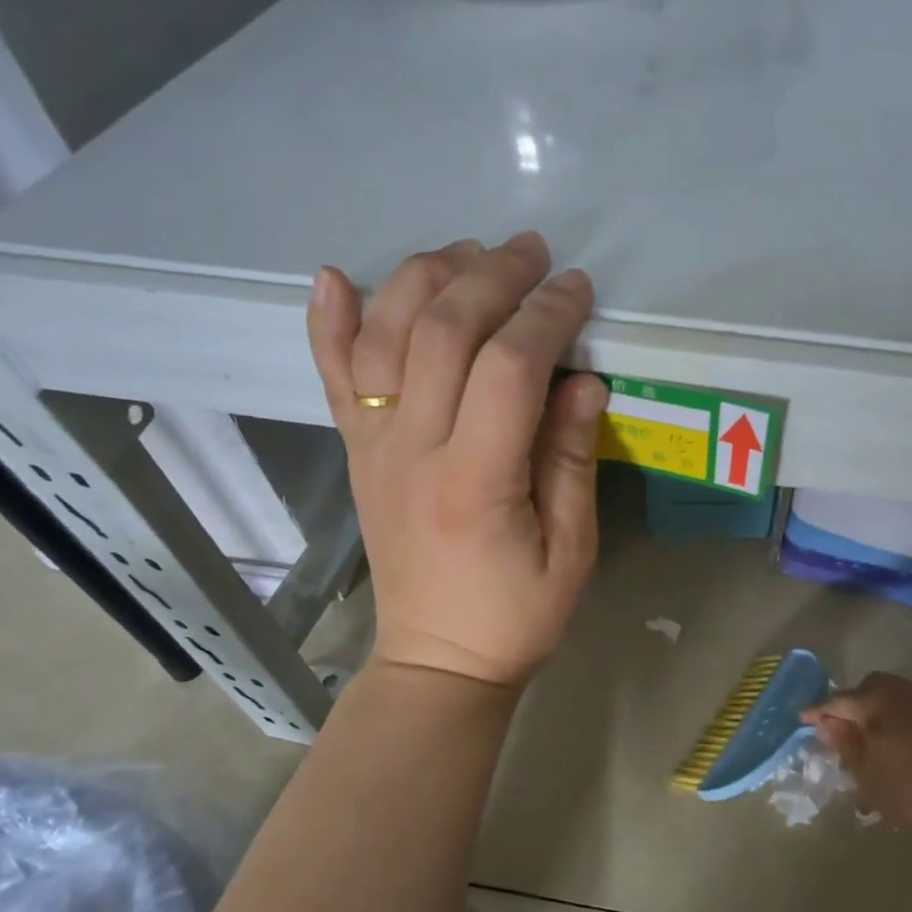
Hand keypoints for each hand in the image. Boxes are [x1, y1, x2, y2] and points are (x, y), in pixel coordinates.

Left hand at [307, 233, 607, 688]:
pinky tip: (333, 275)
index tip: (578, 288)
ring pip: (383, 336)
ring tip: (467, 252)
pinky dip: (328, 321)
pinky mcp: (357, 452)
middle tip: (532, 251)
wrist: (437, 660)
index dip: (546, 316)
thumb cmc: (516, 615)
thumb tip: (583, 379)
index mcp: (475, 481)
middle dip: (491, 277)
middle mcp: (412, 451)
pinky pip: (332, 376)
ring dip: (423, 279)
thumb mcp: (570, 550)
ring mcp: (374, 447)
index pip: (508, 368)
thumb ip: (571, 459)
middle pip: (442, 333)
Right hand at [803, 674, 911, 844]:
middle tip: (851, 732)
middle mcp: (907, 691)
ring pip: (903, 697)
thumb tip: (828, 724)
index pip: (837, 701)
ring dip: (889, 713)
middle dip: (856, 704)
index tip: (804, 719)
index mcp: (877, 703)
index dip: (818, 711)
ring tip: (889, 743)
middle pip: (872, 688)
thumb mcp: (871, 779)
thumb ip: (847, 747)